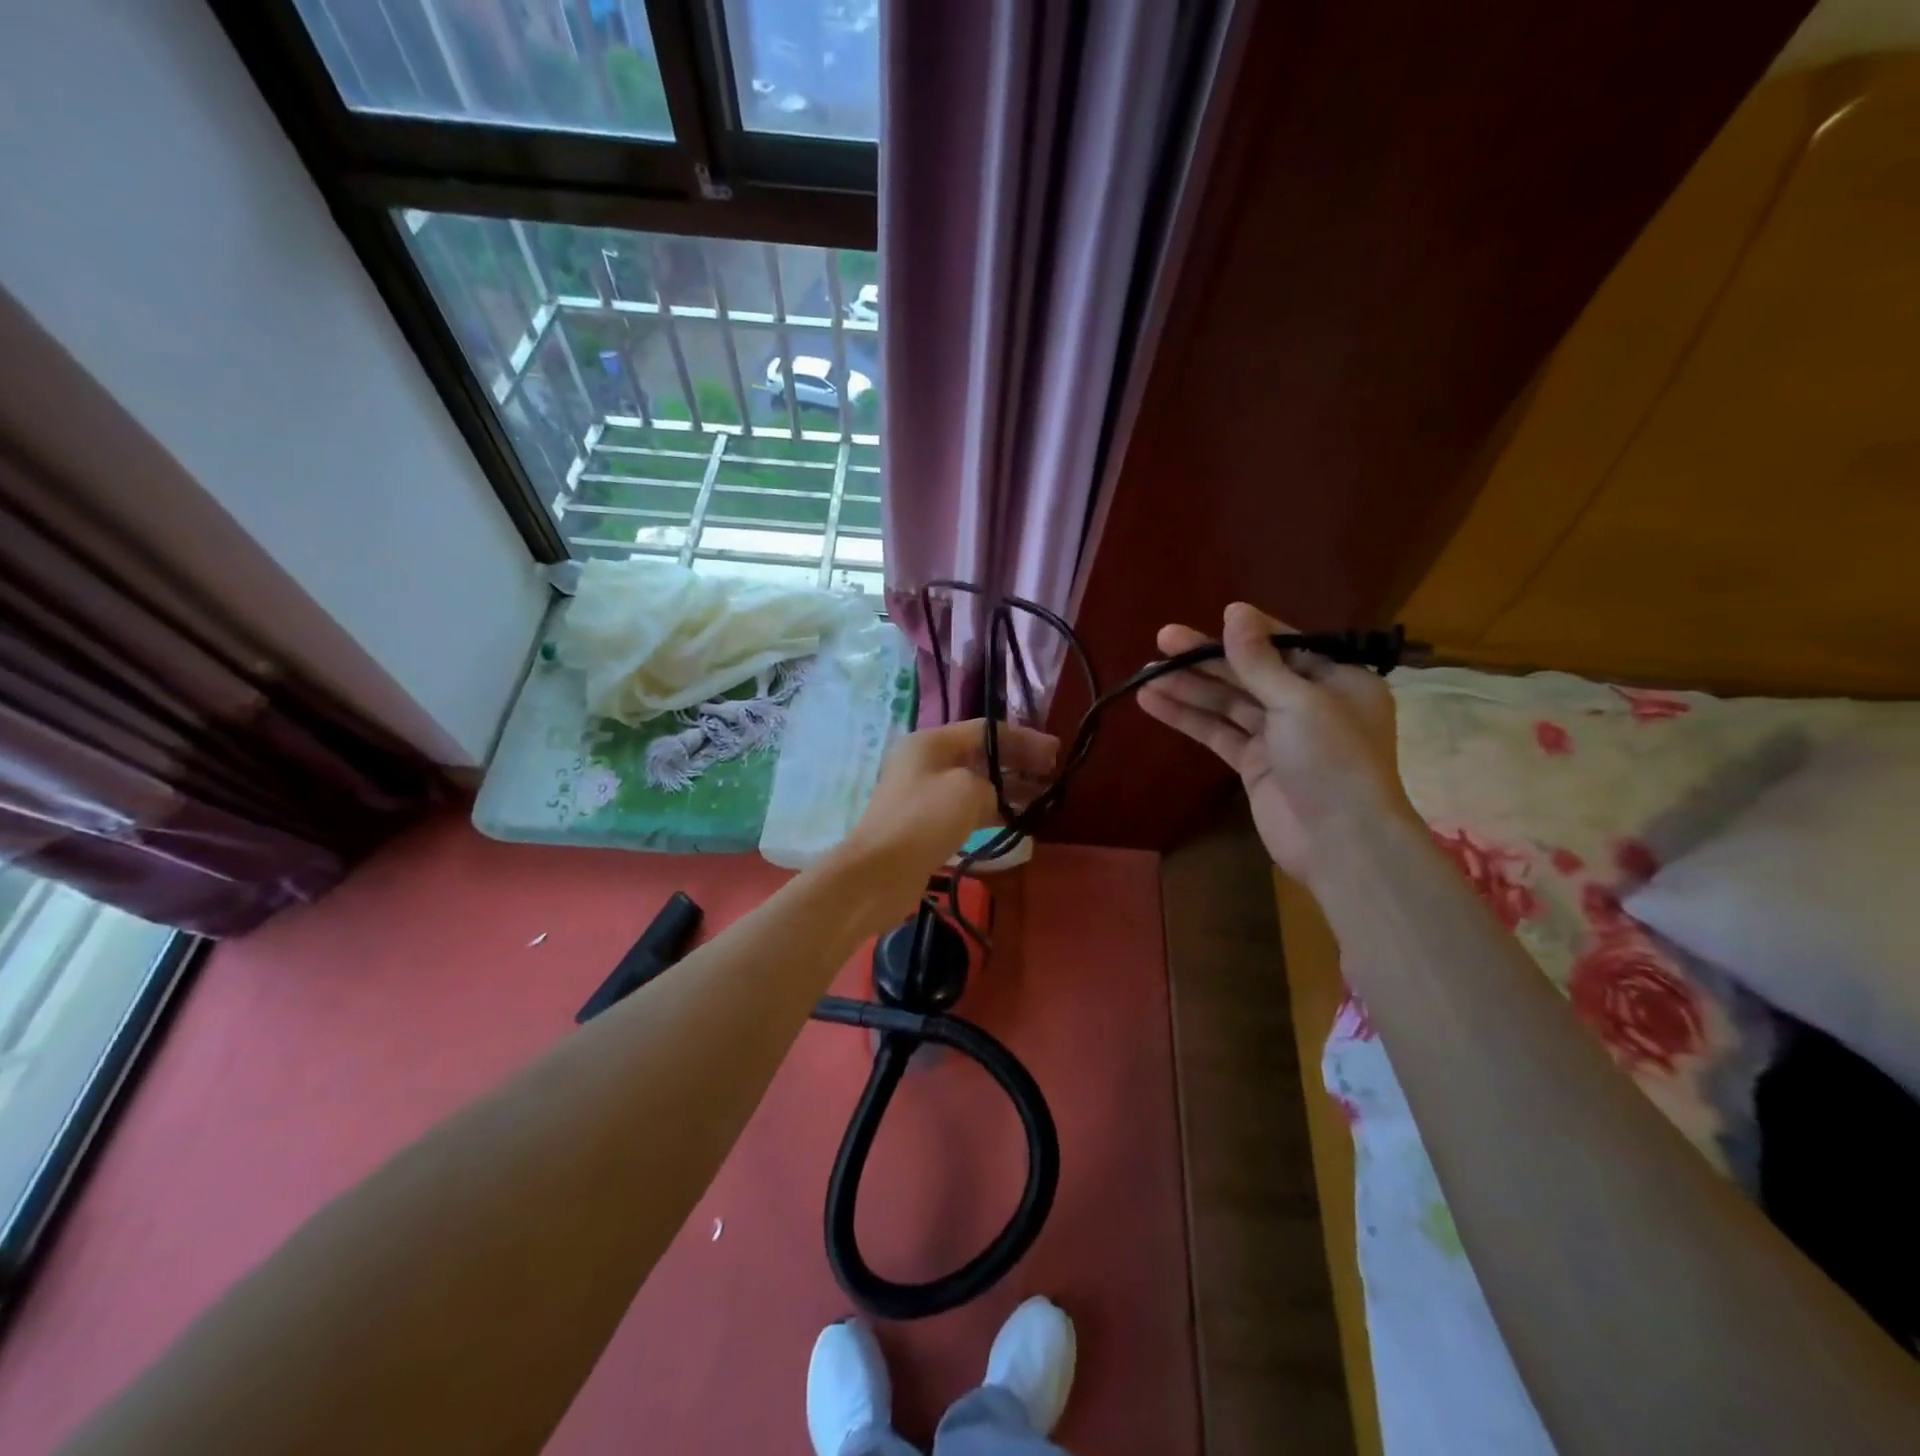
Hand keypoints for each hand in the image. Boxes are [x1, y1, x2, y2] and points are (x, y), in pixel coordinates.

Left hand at [835, 720, 1058, 922]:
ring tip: (1042, 799)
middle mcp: (925, 762)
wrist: (878, 873)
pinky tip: (1016, 821)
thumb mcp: (968, 790)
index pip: (985, 730)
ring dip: (1007, 789)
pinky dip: (991, 811)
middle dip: (1017, 763)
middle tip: (1051, 776)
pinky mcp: (924, 824)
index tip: (1055, 754)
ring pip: (974, 783)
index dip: (1023, 739)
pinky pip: (965, 809)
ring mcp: (923, 794)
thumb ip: (992, 784)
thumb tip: (995, 797)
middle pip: (980, 755)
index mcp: (930, 742)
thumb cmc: (924, 820)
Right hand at [1137, 603, 1415, 881]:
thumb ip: (1259, 660)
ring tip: (1145, 674)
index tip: (1204, 621)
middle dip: (1206, 659)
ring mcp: (1279, 737)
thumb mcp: (1297, 701)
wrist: (1340, 842)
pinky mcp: (1255, 765)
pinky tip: (1154, 704)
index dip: (1243, 633)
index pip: (1284, 645)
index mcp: (1336, 680)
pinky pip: (1218, 733)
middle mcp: (1308, 703)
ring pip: (1228, 703)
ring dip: (1189, 688)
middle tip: (1162, 640)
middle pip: (1250, 673)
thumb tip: (1235, 610)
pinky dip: (1188, 719)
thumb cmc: (1332, 760)